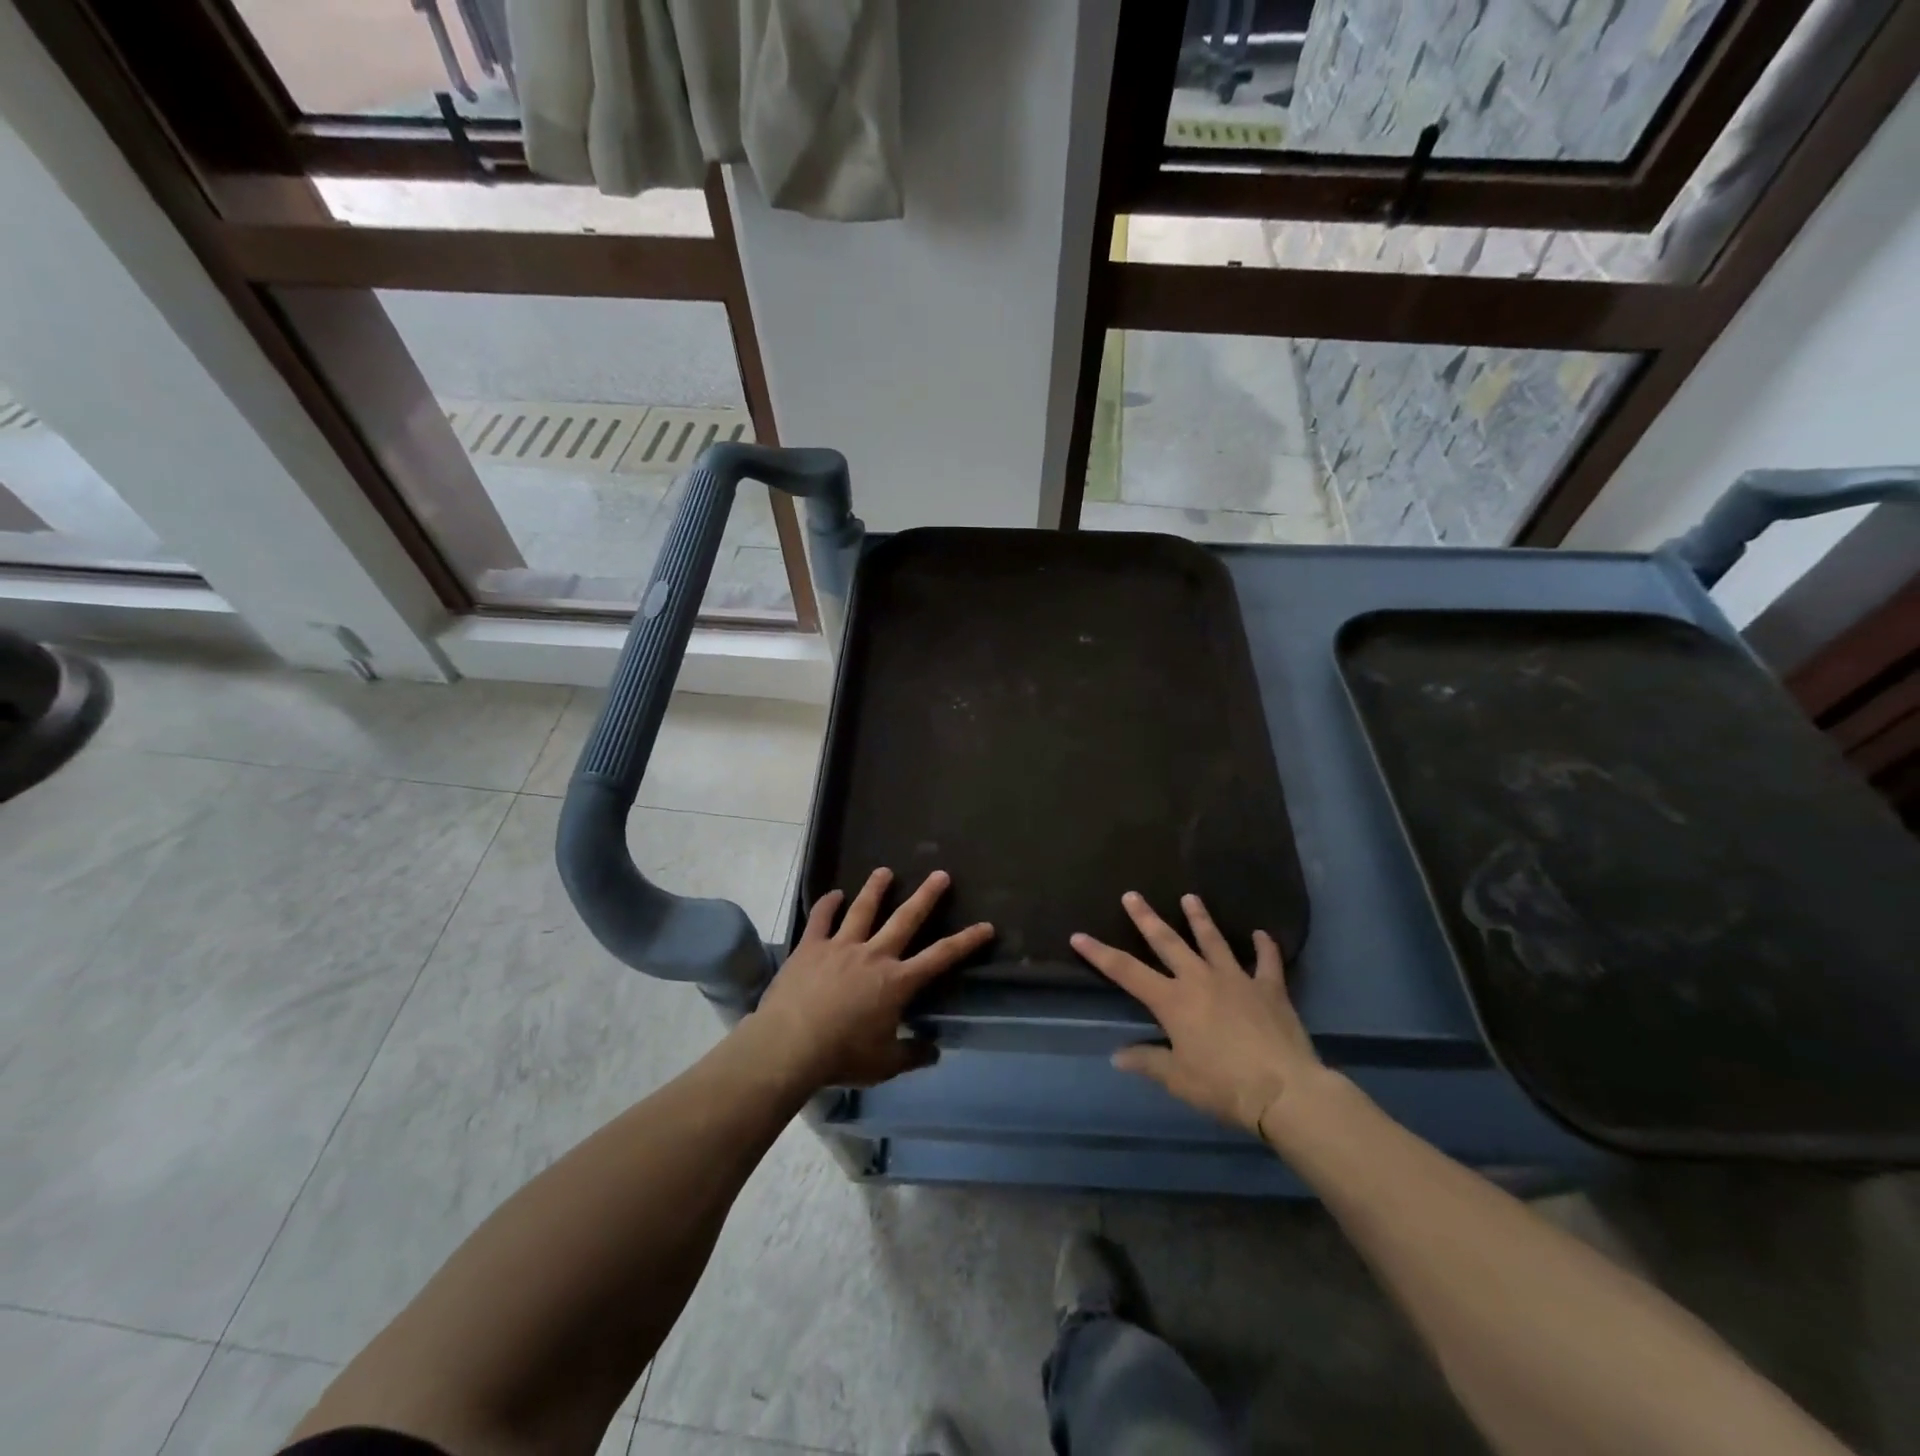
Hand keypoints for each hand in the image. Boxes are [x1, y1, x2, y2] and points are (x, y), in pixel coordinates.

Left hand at [749, 868, 992, 1089]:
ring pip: (862, 909)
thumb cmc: (841, 1056)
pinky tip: (834, 894)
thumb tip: (934, 1052)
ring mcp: (840, 946)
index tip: (986, 926)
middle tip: (940, 874)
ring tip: (884, 871)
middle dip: (926, 896)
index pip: (940, 957)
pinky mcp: (811, 946)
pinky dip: (828, 904)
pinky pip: (821, 919)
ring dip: (876, 889)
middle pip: (905, 919)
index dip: (966, 941)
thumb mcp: (884, 1064)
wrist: (789, 1045)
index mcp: (897, 982)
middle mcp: (874, 955)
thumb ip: (912, 1055)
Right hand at [1072, 891, 1323, 1138]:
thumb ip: (1148, 1062)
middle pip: (1168, 942)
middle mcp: (1200, 980)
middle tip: (1132, 895)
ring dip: (1200, 919)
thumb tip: (1117, 1056)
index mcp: (1173, 1001)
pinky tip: (1263, 934)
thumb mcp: (1178, 1080)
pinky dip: (1265, 948)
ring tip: (1190, 897)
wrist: (1284, 1091)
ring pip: (1213, 941)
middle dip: (1146, 918)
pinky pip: (1267, 963)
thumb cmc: (1224, 1086)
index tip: (1078, 935)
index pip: (1126, 972)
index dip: (1099, 954)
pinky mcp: (1269, 989)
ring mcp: (1237, 979)